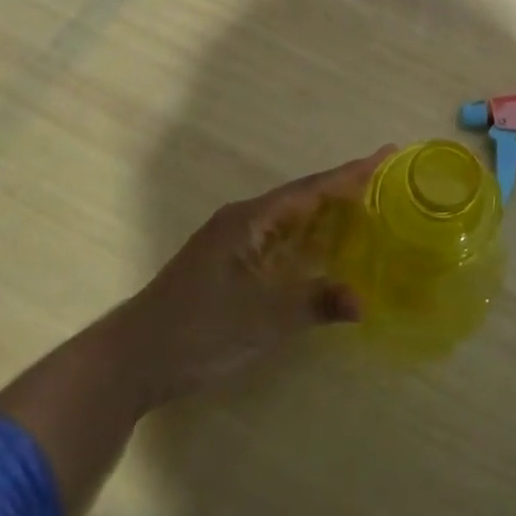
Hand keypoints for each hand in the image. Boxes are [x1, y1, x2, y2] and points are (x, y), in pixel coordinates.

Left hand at [118, 148, 390, 407]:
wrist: (130, 361)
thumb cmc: (196, 331)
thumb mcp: (261, 319)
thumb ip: (313, 304)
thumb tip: (362, 301)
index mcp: (249, 221)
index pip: (311, 190)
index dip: (350, 174)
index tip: (386, 154)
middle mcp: (242, 222)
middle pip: (303, 197)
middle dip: (343, 188)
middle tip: (386, 178)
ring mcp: (233, 244)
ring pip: (290, 219)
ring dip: (327, 212)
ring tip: (367, 206)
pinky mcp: (228, 266)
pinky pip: (280, 240)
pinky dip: (308, 239)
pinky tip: (326, 250)